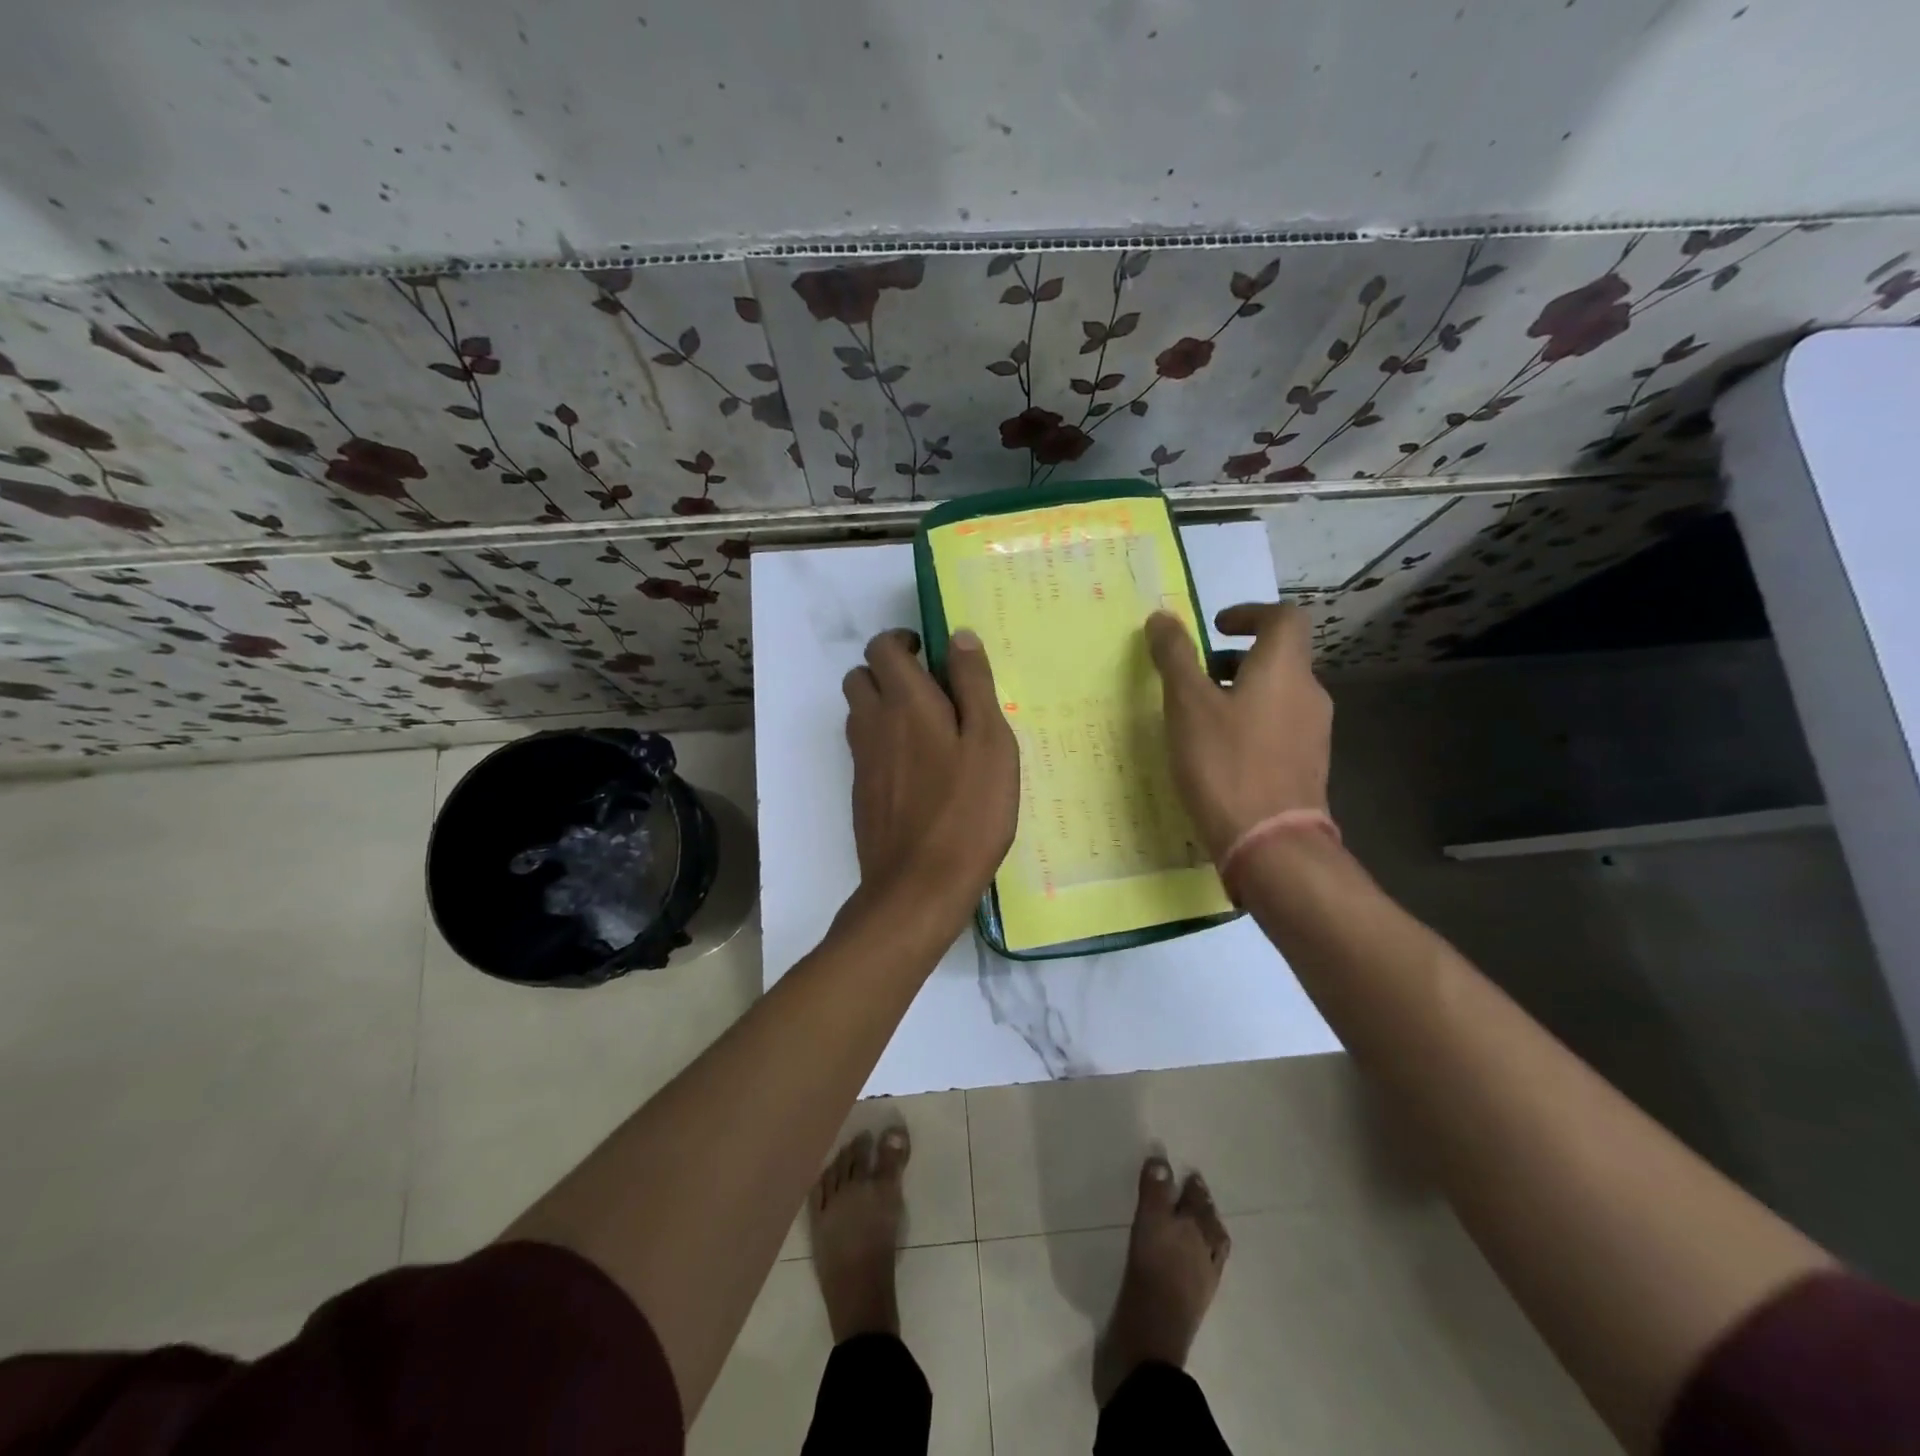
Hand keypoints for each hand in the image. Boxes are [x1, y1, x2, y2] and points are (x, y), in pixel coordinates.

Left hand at [843, 627, 1019, 929]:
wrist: (919, 887)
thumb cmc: (967, 811)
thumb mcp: (990, 743)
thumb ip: (974, 685)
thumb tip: (958, 636)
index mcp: (905, 702)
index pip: (882, 648)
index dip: (902, 641)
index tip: (930, 654)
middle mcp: (873, 723)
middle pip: (860, 676)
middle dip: (887, 671)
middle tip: (929, 689)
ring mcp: (862, 761)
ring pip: (858, 713)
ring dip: (883, 705)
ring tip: (928, 728)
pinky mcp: (861, 793)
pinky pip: (865, 749)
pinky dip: (884, 742)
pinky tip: (920, 770)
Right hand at [1146, 604, 1331, 861]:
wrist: (1270, 842)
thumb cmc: (1225, 763)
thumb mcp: (1187, 704)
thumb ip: (1174, 656)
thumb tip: (1161, 617)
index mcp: (1284, 668)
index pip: (1283, 617)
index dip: (1250, 613)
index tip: (1215, 627)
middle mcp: (1308, 693)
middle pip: (1280, 656)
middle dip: (1236, 658)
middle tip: (1197, 675)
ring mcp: (1314, 732)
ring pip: (1278, 694)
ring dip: (1242, 691)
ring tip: (1201, 716)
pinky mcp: (1308, 766)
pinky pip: (1280, 726)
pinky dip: (1252, 722)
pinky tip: (1221, 752)